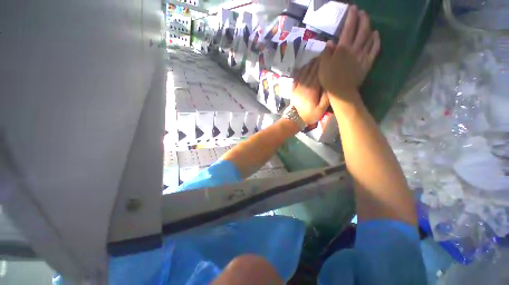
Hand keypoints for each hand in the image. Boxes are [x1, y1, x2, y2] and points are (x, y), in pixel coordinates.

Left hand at [291, 59, 329, 124]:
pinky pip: (297, 76)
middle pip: (311, 70)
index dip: (323, 63)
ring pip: (304, 71)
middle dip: (317, 61)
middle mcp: (304, 85)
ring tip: (316, 58)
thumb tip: (331, 83)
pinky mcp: (293, 88)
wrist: (295, 118)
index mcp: (312, 90)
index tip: (328, 55)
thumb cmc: (310, 115)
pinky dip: (301, 69)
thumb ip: (327, 97)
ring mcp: (297, 86)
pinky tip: (305, 66)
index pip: (318, 73)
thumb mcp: (321, 109)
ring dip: (310, 63)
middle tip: (324, 54)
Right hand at [319, 6, 380, 99]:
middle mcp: (355, 48)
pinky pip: (375, 49)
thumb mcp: (323, 66)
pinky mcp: (368, 62)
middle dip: (362, 18)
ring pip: (369, 37)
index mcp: (343, 48)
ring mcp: (363, 55)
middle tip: (362, 12)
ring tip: (368, 20)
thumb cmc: (330, 79)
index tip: (353, 9)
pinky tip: (376, 34)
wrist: (341, 92)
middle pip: (362, 30)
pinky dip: (376, 40)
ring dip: (369, 26)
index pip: (349, 28)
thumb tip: (330, 42)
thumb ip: (326, 53)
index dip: (351, 17)